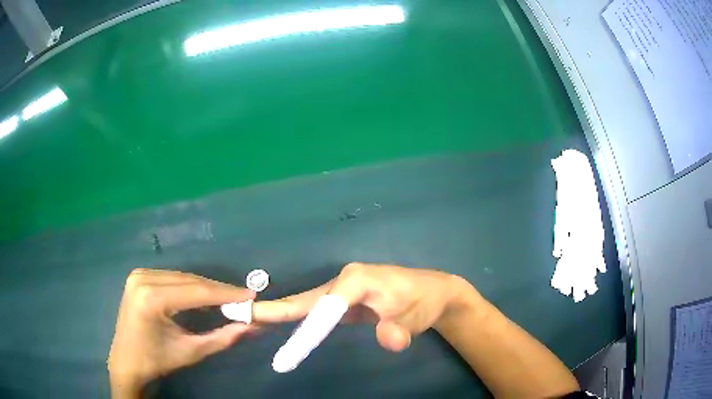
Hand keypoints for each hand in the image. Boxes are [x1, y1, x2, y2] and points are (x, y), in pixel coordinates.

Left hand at [107, 269, 256, 397]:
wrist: (127, 361)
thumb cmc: (157, 360)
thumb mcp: (191, 352)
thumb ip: (222, 338)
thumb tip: (250, 326)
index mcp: (152, 298)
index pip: (196, 291)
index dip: (226, 293)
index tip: (251, 295)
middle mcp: (143, 278)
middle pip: (189, 280)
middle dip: (218, 290)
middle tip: (243, 297)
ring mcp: (139, 274)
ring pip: (182, 277)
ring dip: (205, 288)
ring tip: (227, 298)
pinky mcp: (138, 276)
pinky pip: (171, 278)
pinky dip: (189, 286)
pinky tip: (201, 296)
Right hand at [254, 263, 468, 351]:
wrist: (433, 292)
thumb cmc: (423, 301)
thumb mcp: (415, 317)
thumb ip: (399, 329)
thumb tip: (388, 340)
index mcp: (357, 279)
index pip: (325, 304)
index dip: (305, 324)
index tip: (285, 339)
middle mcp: (343, 280)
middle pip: (304, 300)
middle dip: (271, 310)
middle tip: (238, 314)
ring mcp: (340, 289)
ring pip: (303, 304)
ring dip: (274, 313)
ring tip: (244, 318)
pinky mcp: (341, 300)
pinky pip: (311, 311)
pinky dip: (289, 317)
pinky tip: (272, 322)